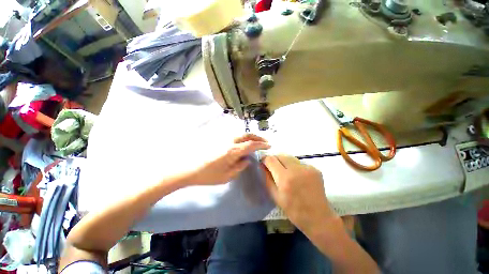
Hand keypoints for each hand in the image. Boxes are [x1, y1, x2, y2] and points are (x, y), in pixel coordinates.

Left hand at [186, 134, 269, 184]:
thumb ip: (240, 167)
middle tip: (264, 141)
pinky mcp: (219, 140)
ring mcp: (223, 139)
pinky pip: (235, 136)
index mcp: (232, 151)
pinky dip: (243, 137)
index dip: (261, 144)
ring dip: (250, 136)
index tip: (269, 145)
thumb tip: (247, 160)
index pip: (251, 145)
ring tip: (256, 141)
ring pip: (240, 134)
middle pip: (246, 135)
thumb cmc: (208, 175)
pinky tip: (244, 143)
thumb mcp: (227, 176)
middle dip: (257, 137)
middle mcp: (229, 142)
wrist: (190, 169)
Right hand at [261, 155, 336, 234]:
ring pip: (290, 157)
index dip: (265, 159)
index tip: (263, 163)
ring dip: (284, 162)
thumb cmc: (293, 210)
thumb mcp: (275, 196)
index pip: (271, 159)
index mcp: (285, 178)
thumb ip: (267, 178)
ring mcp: (307, 168)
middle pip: (280, 155)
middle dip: (274, 159)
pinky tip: (297, 176)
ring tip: (285, 171)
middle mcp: (296, 169)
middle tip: (273, 167)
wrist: (318, 217)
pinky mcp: (315, 169)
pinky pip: (299, 162)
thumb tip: (262, 166)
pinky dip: (295, 166)